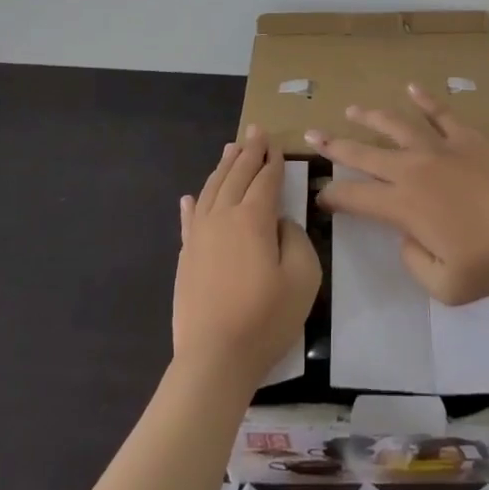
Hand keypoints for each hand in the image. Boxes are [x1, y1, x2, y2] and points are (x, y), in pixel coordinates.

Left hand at [173, 126, 320, 386]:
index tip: (276, 143)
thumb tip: (279, 223)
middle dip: (248, 151)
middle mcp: (223, 216)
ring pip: (212, 189)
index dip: (273, 160)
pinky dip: (193, 203)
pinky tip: (191, 196)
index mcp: (253, 218)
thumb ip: (296, 239)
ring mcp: (199, 235)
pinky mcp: (185, 256)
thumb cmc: (265, 318)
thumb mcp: (303, 277)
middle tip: (255, 131)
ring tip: (230, 149)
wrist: (214, 358)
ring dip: (223, 167)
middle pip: (236, 175)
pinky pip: (189, 219)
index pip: (265, 179)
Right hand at [308, 84, 488, 304]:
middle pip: (365, 154)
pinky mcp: (466, 136)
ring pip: (396, 126)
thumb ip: (415, 264)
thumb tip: (406, 239)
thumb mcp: (448, 286)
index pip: (356, 197)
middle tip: (312, 135)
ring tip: (352, 109)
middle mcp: (413, 169)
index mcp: (404, 205)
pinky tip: (412, 87)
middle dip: (335, 145)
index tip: (320, 193)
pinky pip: (440, 113)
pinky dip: (425, 99)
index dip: (333, 195)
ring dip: (371, 117)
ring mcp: (439, 147)